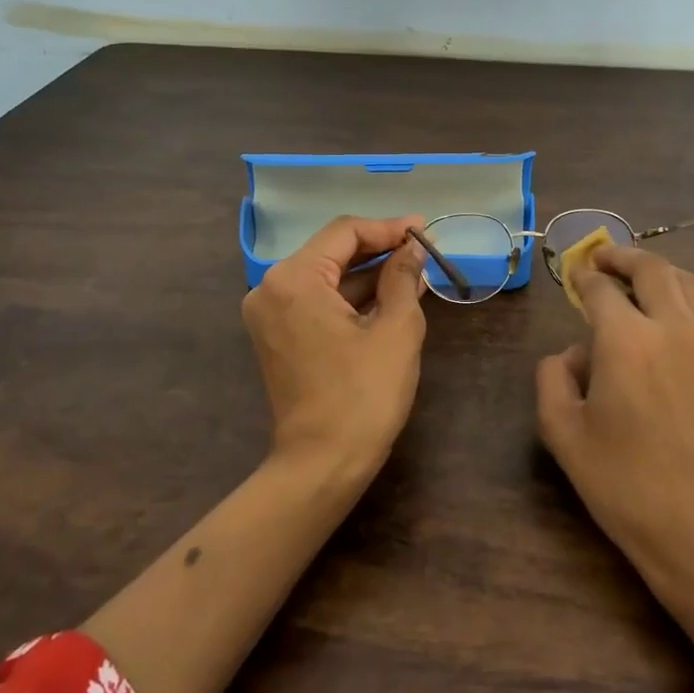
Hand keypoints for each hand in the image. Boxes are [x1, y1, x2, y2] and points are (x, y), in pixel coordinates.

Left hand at [242, 215, 428, 482]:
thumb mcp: (395, 329)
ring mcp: (269, 314)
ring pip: (325, 276)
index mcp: (293, 279)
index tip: (424, 230)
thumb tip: (412, 249)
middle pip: (331, 252)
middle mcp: (271, 288)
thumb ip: (403, 277)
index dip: (387, 228)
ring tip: (414, 271)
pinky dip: (350, 297)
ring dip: (367, 274)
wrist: (323, 464)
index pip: (344, 233)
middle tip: (421, 249)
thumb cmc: (363, 395)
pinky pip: (317, 301)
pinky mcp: (277, 336)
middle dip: (378, 249)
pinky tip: (388, 295)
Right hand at [535, 244, 693, 600]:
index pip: (602, 289)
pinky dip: (678, 306)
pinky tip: (662, 332)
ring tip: (635, 280)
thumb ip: (552, 379)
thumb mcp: (563, 434)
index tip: (573, 273)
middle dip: (624, 256)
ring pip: (688, 287)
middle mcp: (674, 330)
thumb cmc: (625, 485)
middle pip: (653, 269)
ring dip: (658, 273)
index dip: (583, 275)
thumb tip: (571, 355)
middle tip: (603, 258)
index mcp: (628, 340)